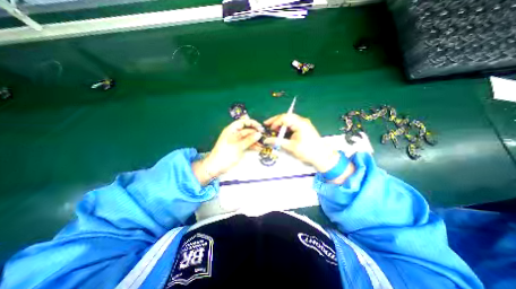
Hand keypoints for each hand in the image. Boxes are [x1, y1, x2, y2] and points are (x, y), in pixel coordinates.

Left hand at [195, 118, 263, 183]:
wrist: (217, 166)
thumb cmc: (226, 154)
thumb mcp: (238, 145)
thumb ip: (249, 139)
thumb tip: (259, 134)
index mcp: (232, 129)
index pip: (243, 122)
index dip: (252, 123)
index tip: (261, 128)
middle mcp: (235, 133)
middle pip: (247, 130)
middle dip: (256, 133)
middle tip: (264, 137)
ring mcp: (238, 141)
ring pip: (249, 138)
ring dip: (256, 140)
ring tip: (264, 144)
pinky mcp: (239, 147)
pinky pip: (248, 144)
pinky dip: (253, 145)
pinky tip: (259, 148)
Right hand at [264, 114, 340, 172]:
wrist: (322, 156)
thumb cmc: (307, 151)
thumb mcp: (291, 147)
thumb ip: (278, 142)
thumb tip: (266, 140)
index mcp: (300, 123)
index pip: (284, 118)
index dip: (275, 122)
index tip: (269, 128)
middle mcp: (302, 121)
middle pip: (286, 116)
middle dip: (276, 120)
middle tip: (267, 124)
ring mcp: (304, 124)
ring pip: (289, 120)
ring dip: (280, 123)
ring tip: (273, 128)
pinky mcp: (304, 128)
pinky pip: (292, 124)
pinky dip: (285, 127)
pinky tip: (281, 131)